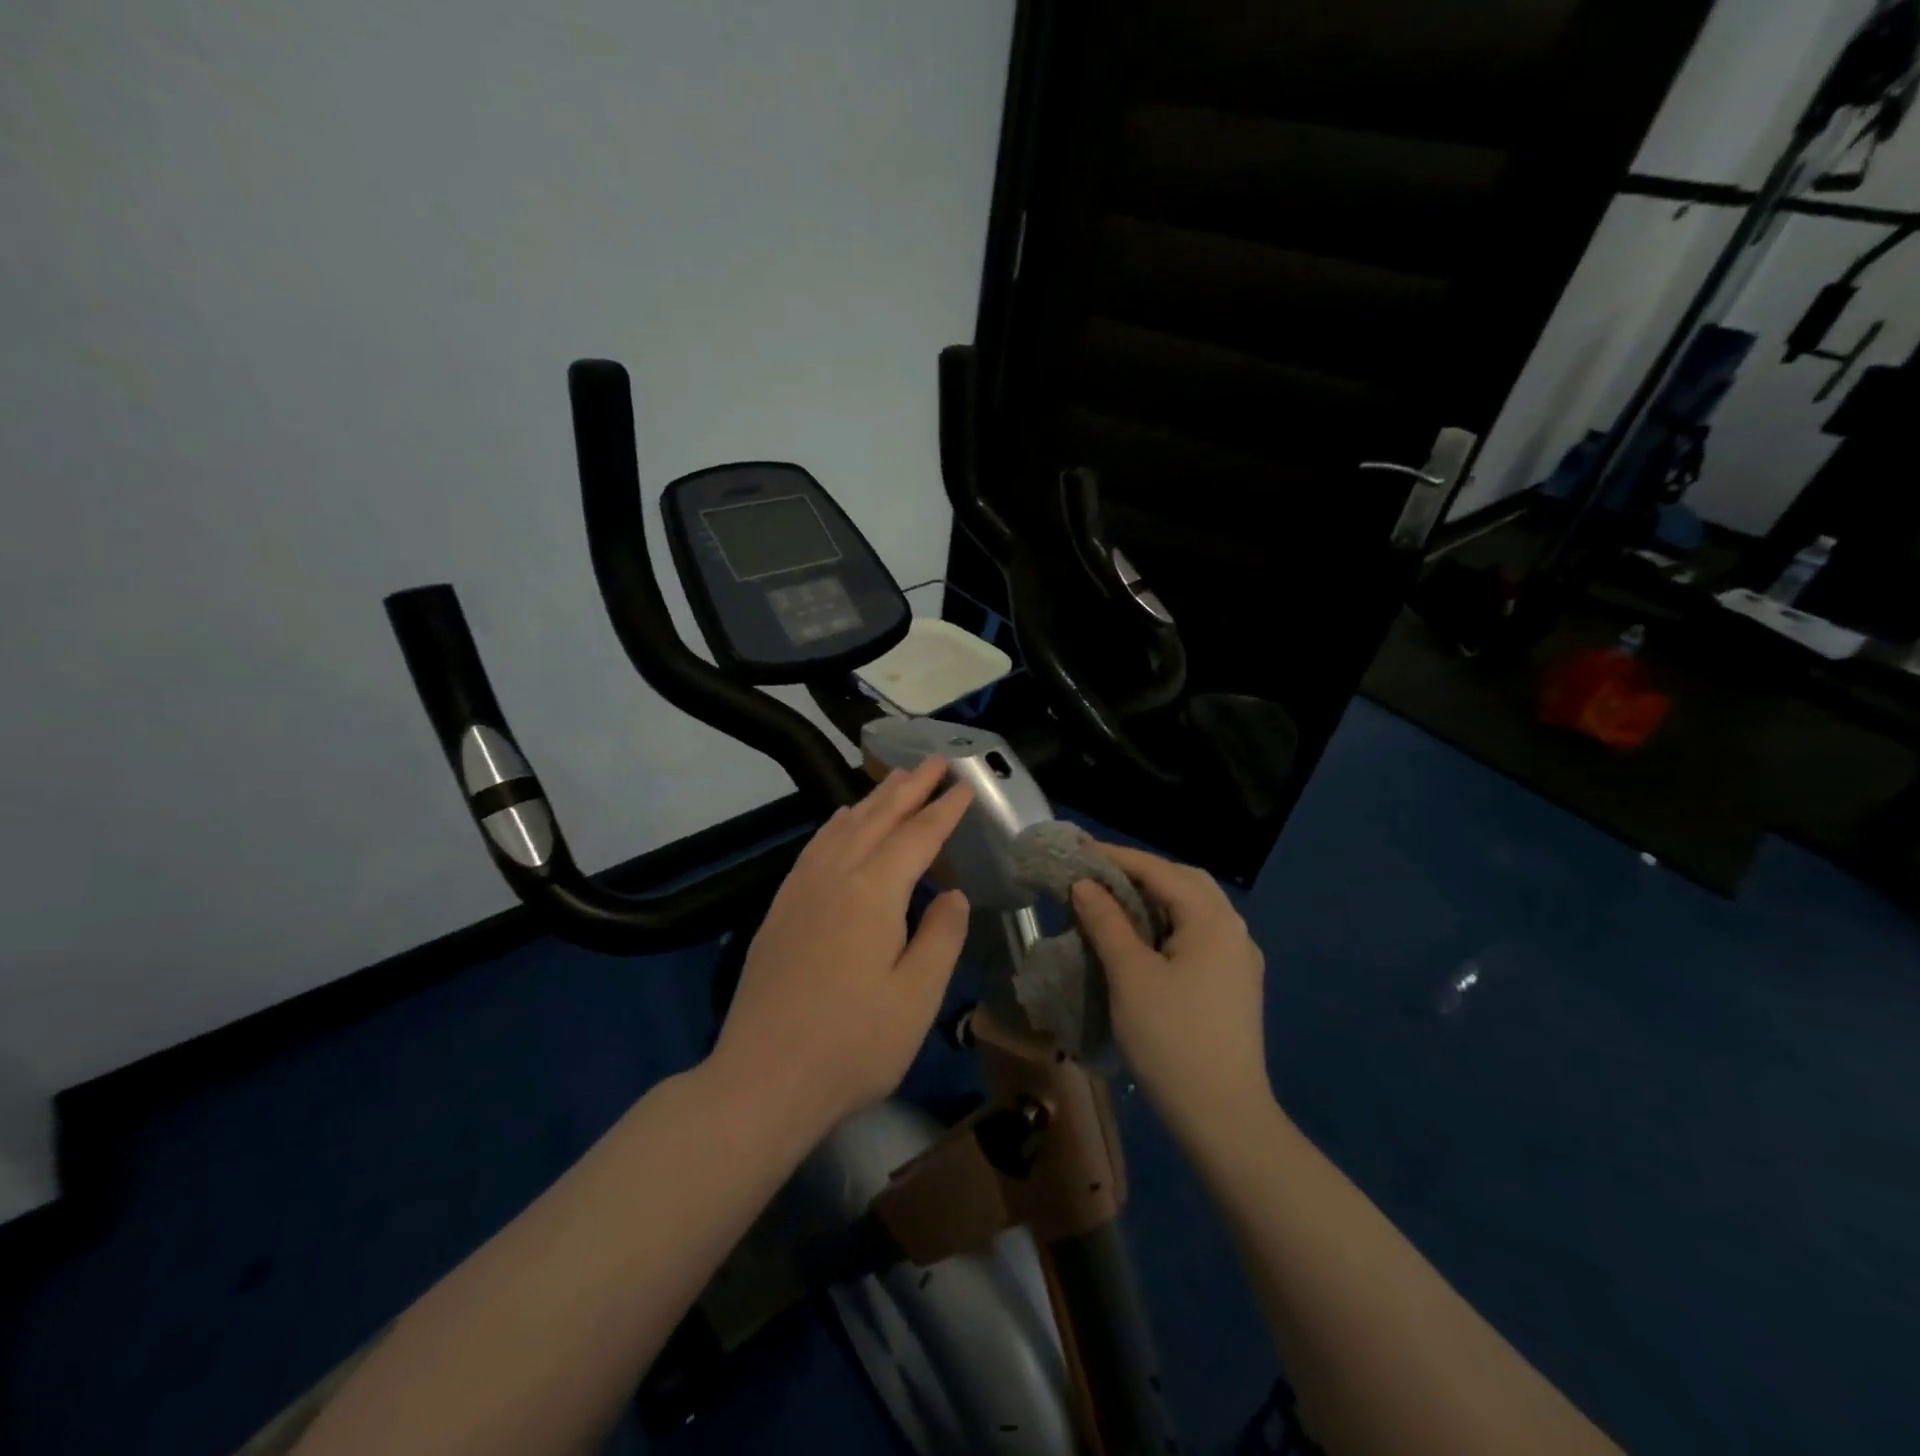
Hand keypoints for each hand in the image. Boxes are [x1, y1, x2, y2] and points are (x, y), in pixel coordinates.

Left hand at [711, 757, 974, 1142]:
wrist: (762, 1080)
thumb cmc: (853, 1044)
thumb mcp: (917, 997)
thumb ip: (941, 937)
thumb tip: (954, 894)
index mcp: (873, 892)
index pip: (917, 836)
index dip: (944, 809)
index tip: (965, 785)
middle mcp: (834, 877)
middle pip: (878, 818)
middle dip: (910, 787)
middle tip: (935, 761)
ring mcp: (801, 890)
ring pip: (843, 826)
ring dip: (873, 799)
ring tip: (895, 779)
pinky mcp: (780, 909)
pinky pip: (815, 846)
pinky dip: (837, 824)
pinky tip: (842, 822)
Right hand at [1071, 844, 1269, 1135]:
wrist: (1224, 1119)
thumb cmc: (1172, 1039)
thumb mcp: (1130, 976)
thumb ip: (1107, 922)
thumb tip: (1084, 884)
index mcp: (1212, 919)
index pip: (1159, 871)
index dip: (1116, 858)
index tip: (1077, 851)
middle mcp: (1233, 930)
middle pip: (1184, 882)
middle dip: (1140, 873)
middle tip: (1097, 875)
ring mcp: (1239, 959)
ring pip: (1194, 909)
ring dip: (1155, 898)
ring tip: (1115, 903)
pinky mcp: (1235, 985)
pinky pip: (1199, 935)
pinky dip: (1168, 924)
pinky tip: (1145, 940)